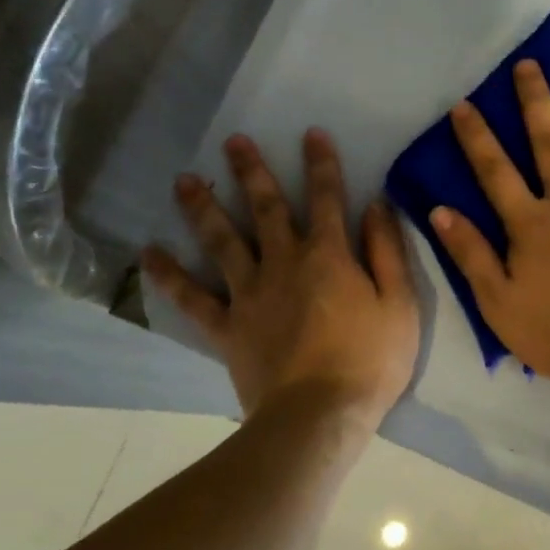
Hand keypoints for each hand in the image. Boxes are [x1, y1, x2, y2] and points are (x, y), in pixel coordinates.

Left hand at [143, 129, 418, 427]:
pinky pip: (192, 298)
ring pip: (222, 241)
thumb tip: (376, 205)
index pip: (326, 198)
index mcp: (328, 256)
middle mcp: (284, 263)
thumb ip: (387, 251)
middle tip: (233, 141)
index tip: (311, 133)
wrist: (320, 416)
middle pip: (265, 209)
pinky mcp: (227, 327)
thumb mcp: (399, 304)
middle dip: (252, 172)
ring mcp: (249, 294)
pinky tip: (149, 253)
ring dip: (203, 207)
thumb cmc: (370, 361)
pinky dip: (170, 275)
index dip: (321, 164)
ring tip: (182, 180)